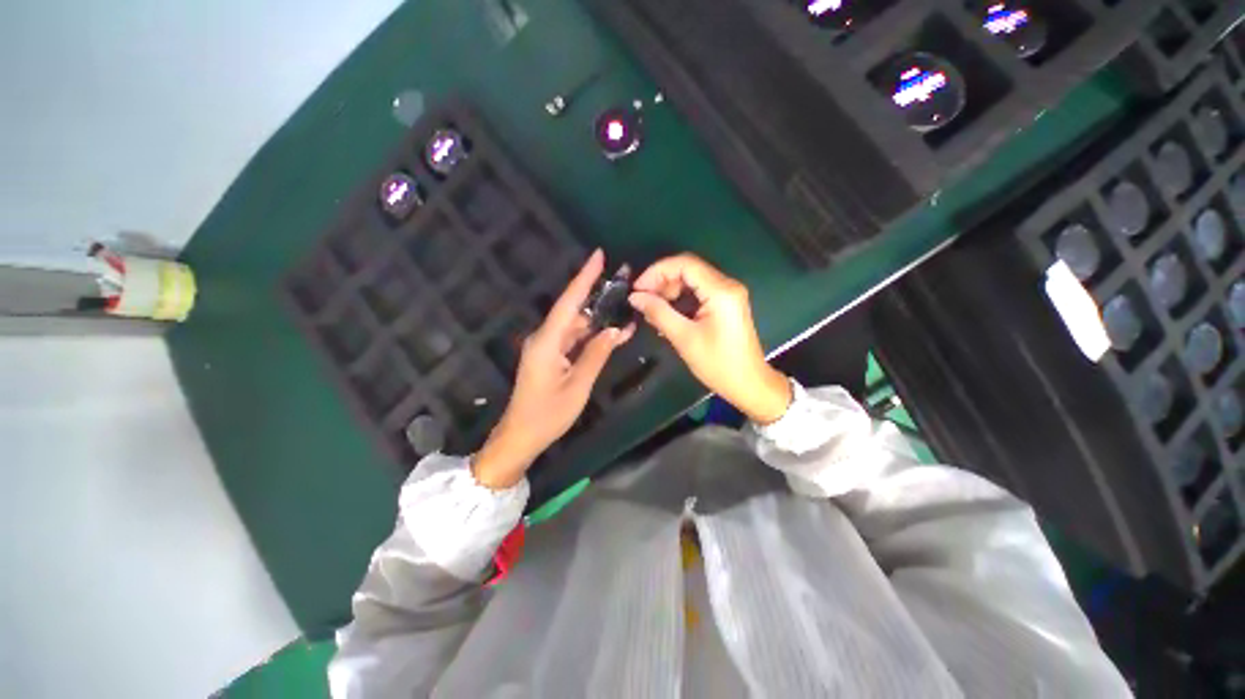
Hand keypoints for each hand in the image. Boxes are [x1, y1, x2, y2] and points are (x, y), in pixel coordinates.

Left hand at [473, 250, 634, 489]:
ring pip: (575, 326)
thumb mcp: (578, 385)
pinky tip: (609, 335)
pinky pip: (572, 340)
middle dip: (597, 297)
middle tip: (622, 286)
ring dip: (597, 320)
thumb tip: (615, 330)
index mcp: (547, 341)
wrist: (520, 436)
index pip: (568, 302)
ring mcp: (546, 348)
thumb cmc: (548, 414)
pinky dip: (590, 336)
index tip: (598, 255)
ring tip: (623, 311)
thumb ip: (596, 354)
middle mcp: (545, 338)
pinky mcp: (549, 357)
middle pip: (573, 311)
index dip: (584, 278)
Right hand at [628, 254, 790, 424]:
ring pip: (692, 280)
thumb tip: (634, 297)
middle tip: (642, 300)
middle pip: (688, 269)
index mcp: (721, 291)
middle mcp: (727, 285)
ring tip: (651, 309)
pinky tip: (666, 313)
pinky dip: (680, 299)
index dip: (657, 271)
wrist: (749, 384)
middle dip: (661, 281)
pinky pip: (698, 292)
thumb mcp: (684, 338)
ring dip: (669, 290)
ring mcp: (728, 294)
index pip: (684, 264)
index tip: (637, 289)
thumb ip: (658, 312)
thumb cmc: (717, 364)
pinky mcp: (726, 304)